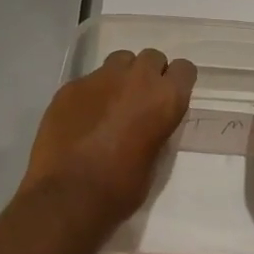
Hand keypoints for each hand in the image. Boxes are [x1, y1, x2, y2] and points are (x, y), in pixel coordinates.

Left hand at [22, 48, 195, 227]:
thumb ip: (157, 129)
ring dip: (121, 77)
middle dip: (149, 74)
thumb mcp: (156, 159)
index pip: (184, 69)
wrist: (68, 197)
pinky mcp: (70, 87)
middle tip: (140, 100)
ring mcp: (99, 78)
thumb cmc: (121, 188)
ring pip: (119, 61)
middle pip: (151, 57)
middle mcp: (136, 79)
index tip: (169, 97)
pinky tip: (82, 118)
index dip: (177, 82)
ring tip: (111, 103)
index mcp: (165, 99)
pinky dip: (91, 94)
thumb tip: (149, 122)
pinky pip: (88, 80)